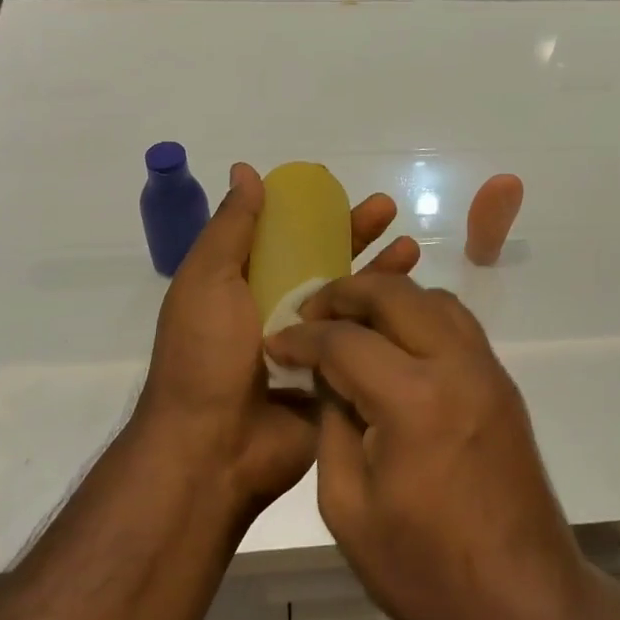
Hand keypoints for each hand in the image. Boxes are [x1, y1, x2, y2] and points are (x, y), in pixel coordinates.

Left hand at [135, 164, 419, 516]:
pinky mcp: (335, 378)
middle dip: (356, 234)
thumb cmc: (205, 354)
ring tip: (412, 248)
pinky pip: (364, 342)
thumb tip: (246, 171)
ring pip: (351, 300)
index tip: (340, 191)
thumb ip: (231, 228)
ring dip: (380, 272)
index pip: (285, 237)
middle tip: (389, 210)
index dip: (312, 213)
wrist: (212, 449)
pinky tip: (414, 300)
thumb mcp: (207, 280)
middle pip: (325, 262)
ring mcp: (309, 346)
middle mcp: (277, 310)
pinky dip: (387, 320)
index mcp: (244, 285)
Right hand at [263, 275, 591, 619]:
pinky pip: (457, 323)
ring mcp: (487, 369)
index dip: (302, 337)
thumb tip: (325, 376)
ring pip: (432, 297)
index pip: (344, 339)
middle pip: (394, 293)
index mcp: (412, 400)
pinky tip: (395, 345)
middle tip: (310, 315)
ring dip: (387, 298)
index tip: (276, 342)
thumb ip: (331, 425)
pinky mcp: (502, 383)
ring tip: (351, 323)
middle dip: (344, 293)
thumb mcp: (348, 507)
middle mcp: (455, 365)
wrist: (523, 604)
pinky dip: (420, 316)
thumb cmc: (425, 571)